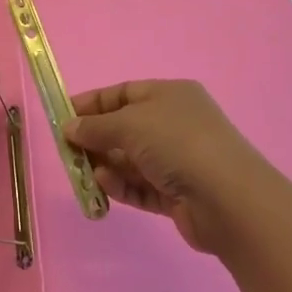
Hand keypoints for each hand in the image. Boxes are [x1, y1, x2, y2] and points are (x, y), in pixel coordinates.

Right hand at [65, 79, 271, 253]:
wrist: (228, 199)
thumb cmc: (177, 143)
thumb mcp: (130, 124)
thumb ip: (96, 127)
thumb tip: (69, 127)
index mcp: (170, 95)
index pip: (124, 93)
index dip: (93, 104)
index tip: (63, 116)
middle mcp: (174, 124)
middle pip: (125, 128)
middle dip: (96, 139)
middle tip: (68, 151)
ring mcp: (178, 160)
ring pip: (131, 160)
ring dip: (106, 165)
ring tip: (84, 173)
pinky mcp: (177, 194)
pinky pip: (141, 186)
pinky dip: (122, 185)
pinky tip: (105, 186)